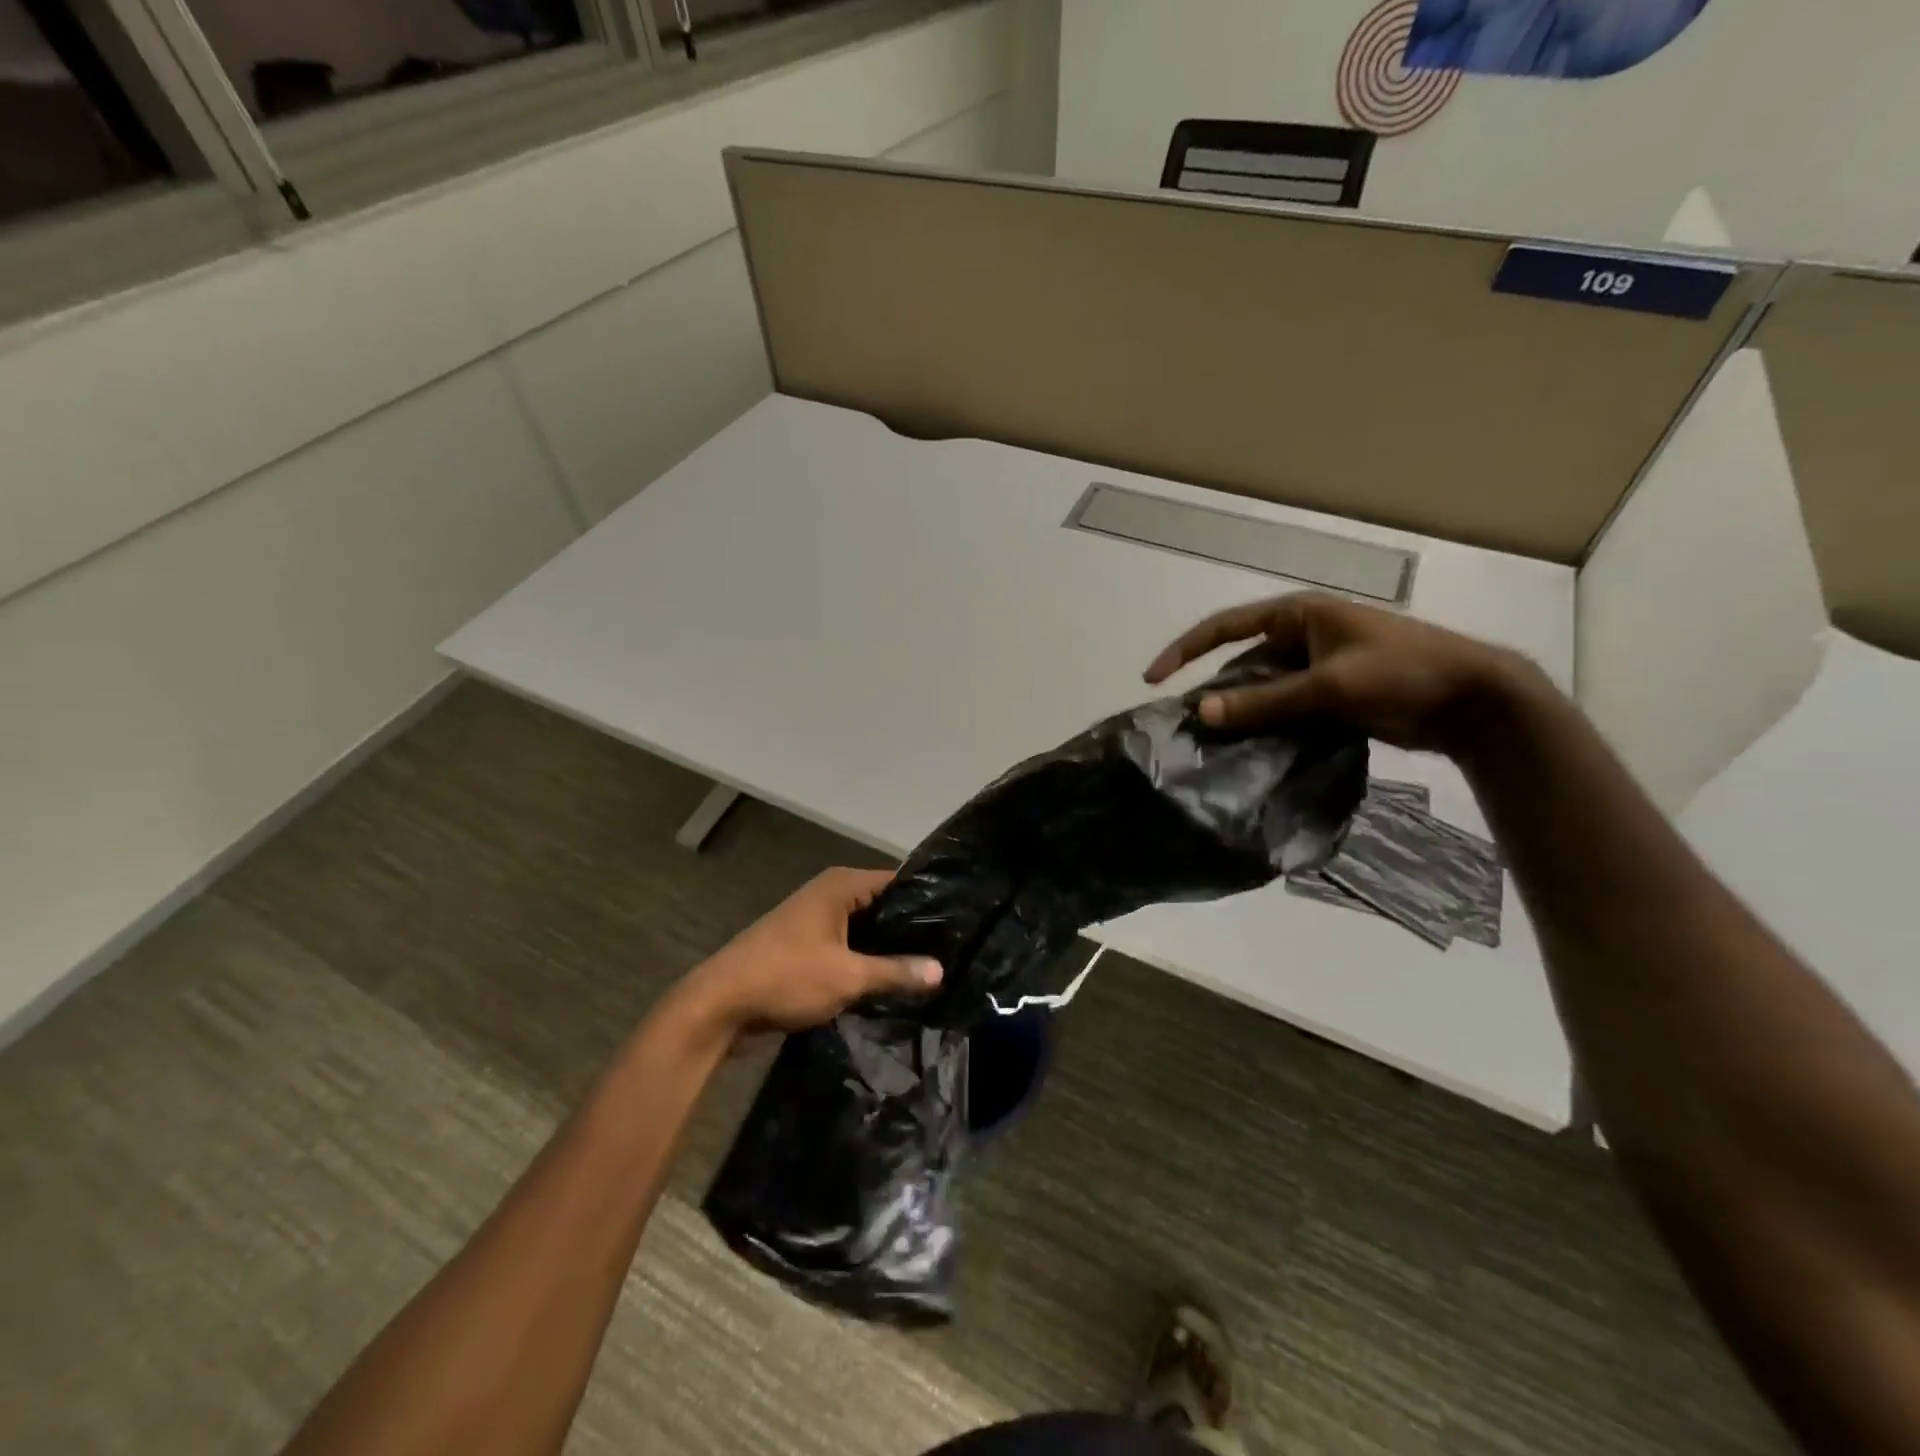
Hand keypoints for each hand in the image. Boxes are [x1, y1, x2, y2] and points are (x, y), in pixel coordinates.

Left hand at [685, 868, 941, 1035]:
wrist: (718, 1007)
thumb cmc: (785, 977)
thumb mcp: (847, 976)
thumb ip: (896, 971)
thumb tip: (940, 970)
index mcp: (840, 885)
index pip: (897, 881)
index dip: (927, 900)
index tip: (959, 922)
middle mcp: (829, 895)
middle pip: (882, 906)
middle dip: (910, 928)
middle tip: (952, 950)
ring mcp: (815, 922)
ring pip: (865, 930)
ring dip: (888, 949)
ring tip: (931, 968)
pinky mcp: (807, 948)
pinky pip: (848, 948)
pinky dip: (867, 961)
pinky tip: (894, 982)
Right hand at [1144, 591, 1533, 753]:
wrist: (1473, 701)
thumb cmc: (1403, 674)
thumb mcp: (1330, 686)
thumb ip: (1265, 700)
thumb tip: (1202, 711)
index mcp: (1299, 615)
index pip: (1225, 626)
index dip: (1185, 650)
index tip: (1153, 679)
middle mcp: (1303, 636)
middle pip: (1241, 661)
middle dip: (1214, 690)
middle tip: (1188, 725)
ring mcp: (1318, 668)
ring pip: (1263, 690)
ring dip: (1242, 713)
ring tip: (1214, 744)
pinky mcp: (1331, 696)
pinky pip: (1285, 708)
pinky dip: (1267, 726)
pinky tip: (1252, 751)